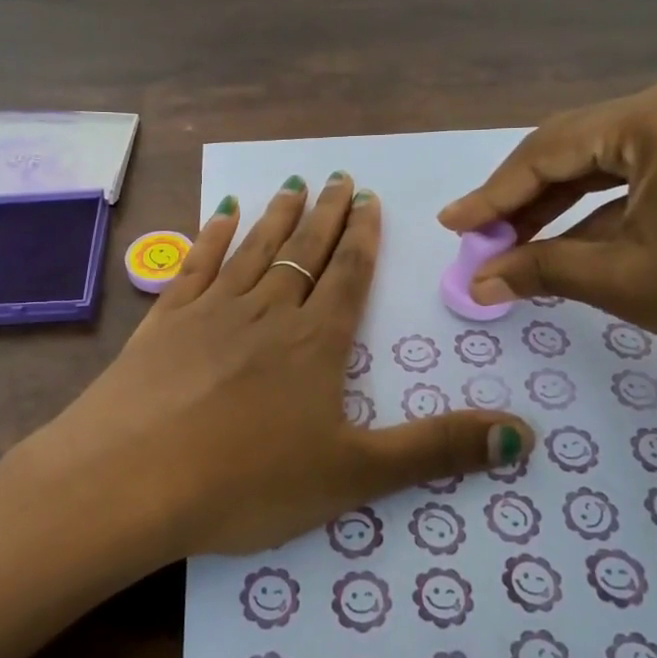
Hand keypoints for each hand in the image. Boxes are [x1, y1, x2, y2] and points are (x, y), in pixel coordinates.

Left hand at [20, 174, 533, 558]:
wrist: (130, 481)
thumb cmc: (247, 481)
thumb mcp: (354, 474)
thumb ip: (437, 451)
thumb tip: (525, 438)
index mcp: (315, 344)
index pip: (349, 277)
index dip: (363, 238)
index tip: (369, 200)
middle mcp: (267, 313)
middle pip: (304, 252)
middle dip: (326, 215)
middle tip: (339, 176)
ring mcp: (210, 312)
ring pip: (253, 250)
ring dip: (276, 216)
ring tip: (294, 184)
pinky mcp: (163, 323)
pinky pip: (194, 266)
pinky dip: (209, 237)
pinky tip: (217, 215)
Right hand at [438, 79, 656, 385]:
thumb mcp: (627, 281)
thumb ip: (542, 270)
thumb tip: (478, 282)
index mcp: (654, 117)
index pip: (546, 151)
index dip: (491, 194)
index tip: (450, 226)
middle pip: (575, 150)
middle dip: (523, 200)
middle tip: (478, 242)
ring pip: (608, 164)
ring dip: (561, 207)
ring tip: (514, 248)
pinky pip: (645, 175)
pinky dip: (605, 210)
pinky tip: (573, 244)